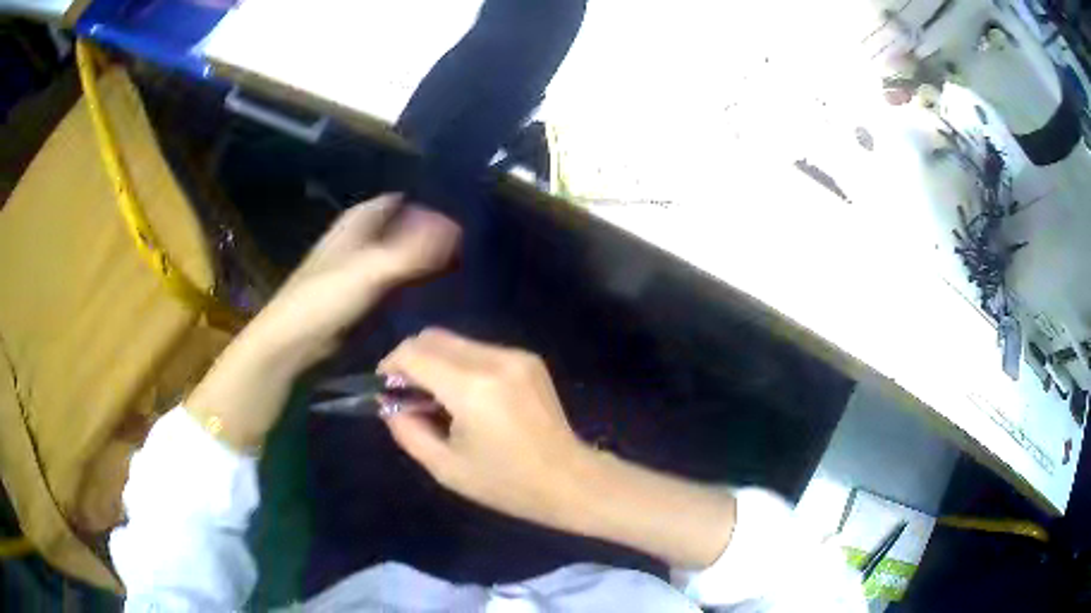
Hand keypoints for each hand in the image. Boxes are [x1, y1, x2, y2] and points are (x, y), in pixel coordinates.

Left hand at [246, 194, 460, 371]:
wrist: (293, 343)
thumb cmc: (324, 298)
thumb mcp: (370, 269)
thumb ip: (413, 250)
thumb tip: (458, 228)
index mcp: (359, 221)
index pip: (402, 201)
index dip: (430, 204)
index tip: (466, 214)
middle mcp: (362, 240)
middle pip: (405, 229)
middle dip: (433, 235)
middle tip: (474, 245)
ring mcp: (363, 270)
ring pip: (403, 257)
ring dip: (427, 262)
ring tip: (467, 268)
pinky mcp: (365, 298)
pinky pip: (398, 285)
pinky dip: (416, 286)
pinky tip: (441, 294)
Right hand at [380, 328, 736, 567]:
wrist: (570, 480)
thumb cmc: (506, 484)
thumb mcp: (446, 467)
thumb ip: (407, 430)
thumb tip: (390, 403)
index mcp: (471, 388)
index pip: (413, 353)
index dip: (390, 366)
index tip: (386, 388)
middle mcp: (494, 360)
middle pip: (433, 337)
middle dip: (411, 360)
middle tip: (409, 395)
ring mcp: (515, 355)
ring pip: (456, 341)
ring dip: (436, 361)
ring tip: (439, 400)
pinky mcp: (528, 359)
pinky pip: (479, 350)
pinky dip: (461, 365)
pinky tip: (468, 398)